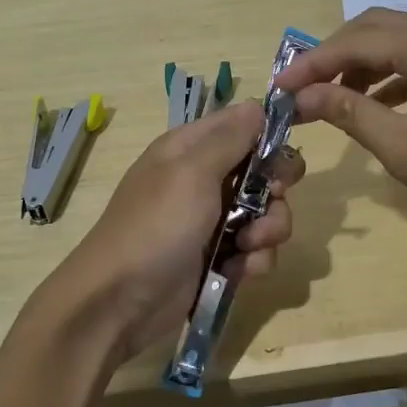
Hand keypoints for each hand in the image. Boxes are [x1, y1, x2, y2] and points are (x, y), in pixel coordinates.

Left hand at [42, 101, 304, 362]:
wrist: (118, 303)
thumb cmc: (156, 227)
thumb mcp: (191, 172)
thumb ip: (230, 137)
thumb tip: (259, 104)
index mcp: (191, 148)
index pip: (243, 123)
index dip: (271, 133)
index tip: (287, 152)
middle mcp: (203, 179)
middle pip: (263, 170)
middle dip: (275, 189)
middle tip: (270, 200)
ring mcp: (212, 221)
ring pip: (266, 213)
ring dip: (268, 230)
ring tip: (249, 246)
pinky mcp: (219, 259)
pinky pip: (255, 250)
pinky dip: (254, 260)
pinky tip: (239, 271)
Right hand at [274, 8, 406, 252]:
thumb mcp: (404, 147)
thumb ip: (350, 112)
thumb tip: (304, 95)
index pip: (354, 40)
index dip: (311, 63)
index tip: (278, 88)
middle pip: (378, 29)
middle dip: (336, 54)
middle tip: (304, 87)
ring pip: (403, 44)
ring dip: (365, 66)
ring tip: (335, 99)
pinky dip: (395, 79)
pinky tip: (381, 108)